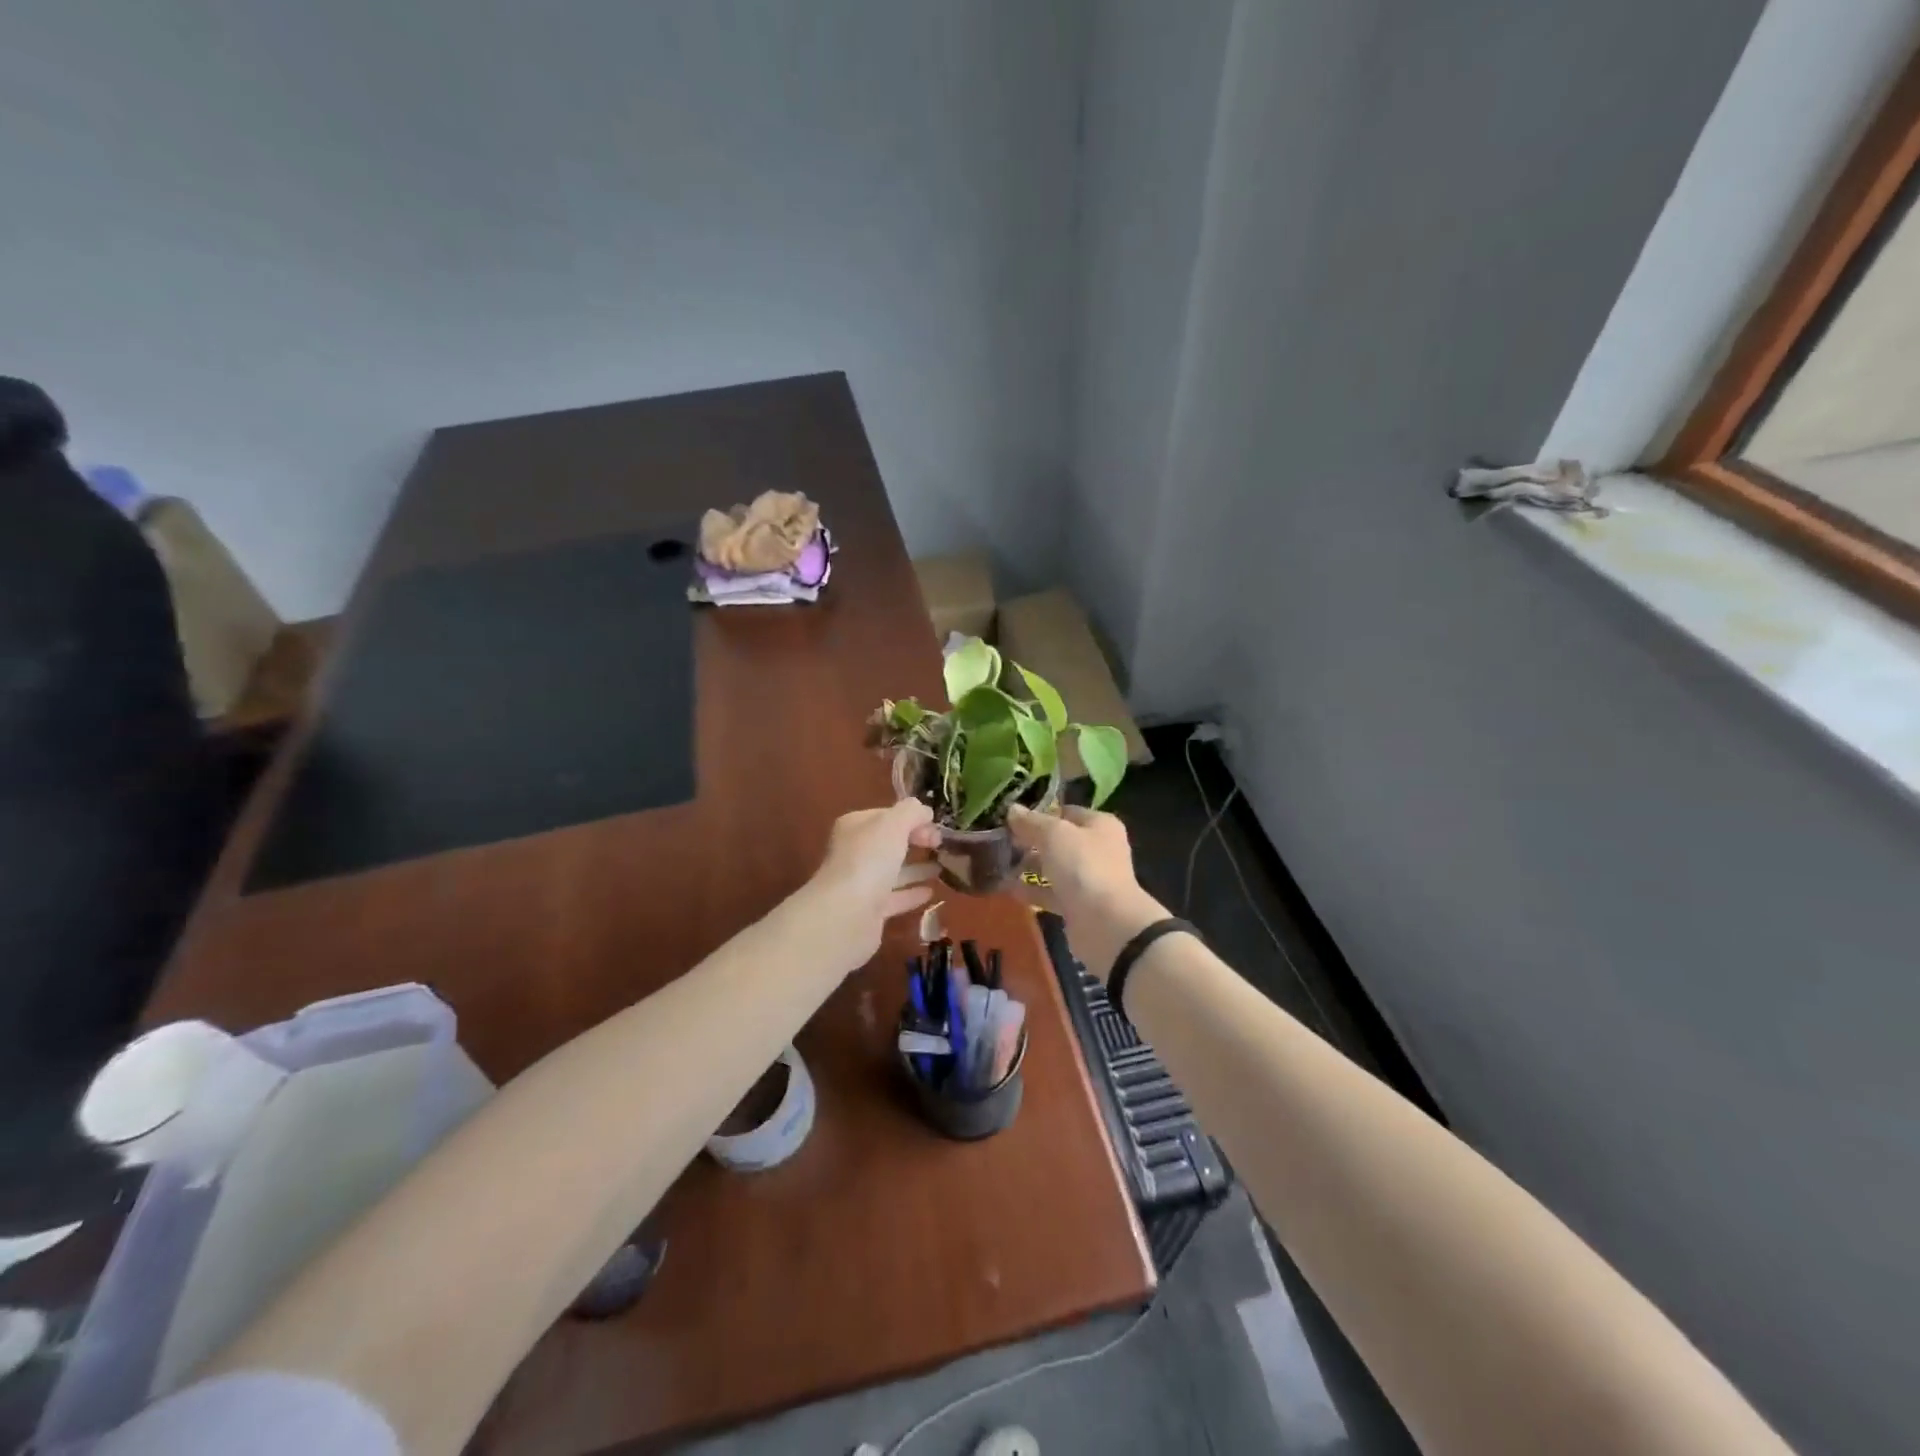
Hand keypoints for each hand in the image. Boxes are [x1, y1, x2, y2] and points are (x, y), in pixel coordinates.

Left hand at [790, 799, 943, 972]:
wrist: (846, 914)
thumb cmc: (869, 860)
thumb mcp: (894, 824)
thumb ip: (911, 812)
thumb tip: (925, 811)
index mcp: (855, 827)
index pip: (886, 815)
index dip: (912, 818)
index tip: (936, 826)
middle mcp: (854, 852)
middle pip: (889, 842)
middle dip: (914, 841)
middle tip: (941, 845)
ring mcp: (861, 883)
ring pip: (892, 871)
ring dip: (916, 868)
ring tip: (943, 867)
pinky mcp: (869, 911)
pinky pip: (895, 897)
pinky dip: (912, 893)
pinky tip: (931, 892)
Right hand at [1008, 805, 1167, 981]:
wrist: (1106, 925)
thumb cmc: (1084, 867)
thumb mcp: (1054, 835)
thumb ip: (1031, 822)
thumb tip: (1012, 809)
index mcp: (1099, 825)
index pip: (1065, 811)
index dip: (1038, 812)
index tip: (1010, 818)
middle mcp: (1096, 849)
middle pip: (1058, 840)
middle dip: (1029, 840)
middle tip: (998, 840)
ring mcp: (1088, 879)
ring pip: (1053, 867)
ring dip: (1027, 865)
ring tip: (997, 862)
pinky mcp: (1078, 905)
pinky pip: (1050, 892)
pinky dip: (1030, 890)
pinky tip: (1005, 887)